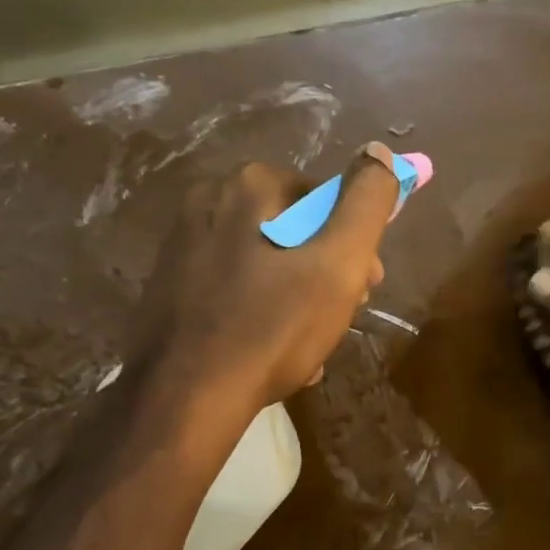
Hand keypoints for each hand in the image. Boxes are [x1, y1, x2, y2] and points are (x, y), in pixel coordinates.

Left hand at [129, 143, 399, 414]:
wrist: (184, 398)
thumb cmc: (272, 327)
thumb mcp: (338, 263)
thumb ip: (367, 203)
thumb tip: (380, 151)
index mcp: (248, 186)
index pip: (324, 199)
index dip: (354, 244)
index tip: (365, 287)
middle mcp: (207, 202)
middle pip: (294, 232)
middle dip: (326, 274)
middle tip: (339, 319)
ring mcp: (182, 247)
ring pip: (266, 265)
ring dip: (298, 301)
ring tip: (309, 347)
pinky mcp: (169, 289)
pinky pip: (234, 292)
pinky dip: (260, 316)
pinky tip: (272, 355)